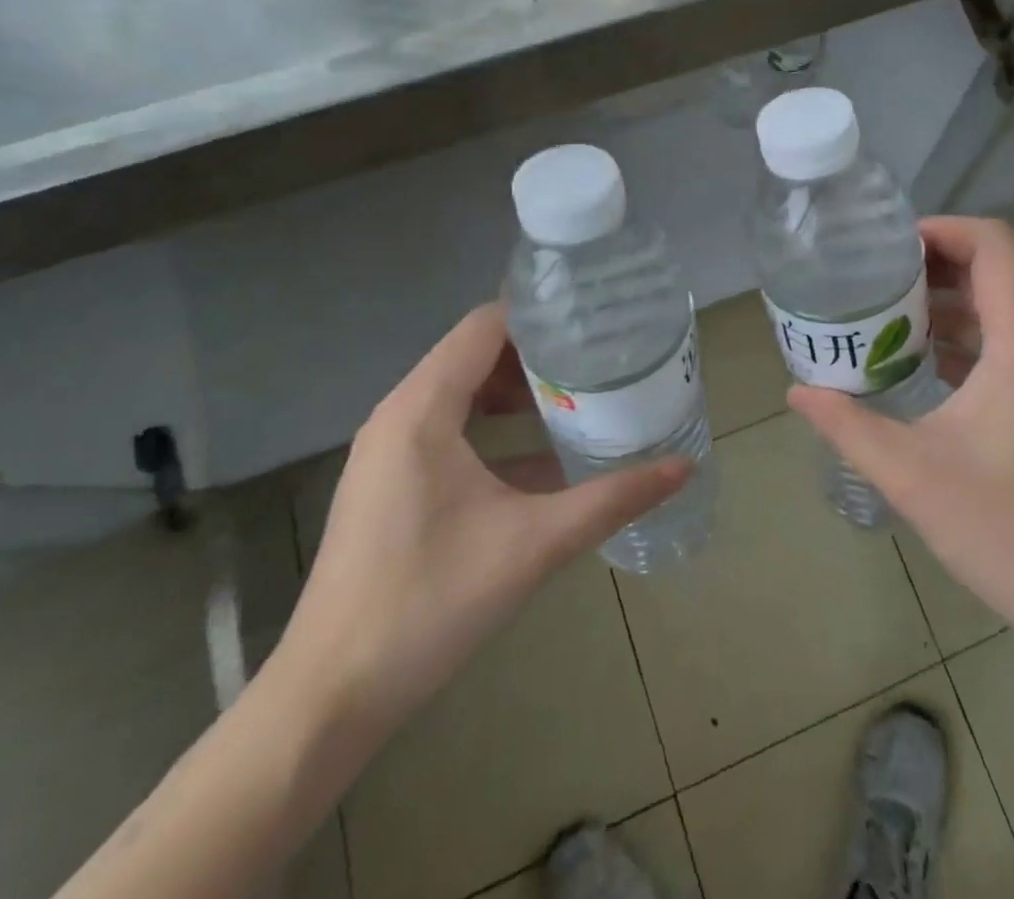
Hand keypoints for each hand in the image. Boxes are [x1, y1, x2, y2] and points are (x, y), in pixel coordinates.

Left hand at [273, 304, 690, 738]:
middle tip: (601, 357)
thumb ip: (613, 498)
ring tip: (582, 395)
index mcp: (423, 409)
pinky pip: (452, 429)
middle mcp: (400, 415)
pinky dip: (497, 427)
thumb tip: (684, 466)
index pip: (485, 325)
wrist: (330, 698)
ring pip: (464, 392)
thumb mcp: (534, 543)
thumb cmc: (429, 603)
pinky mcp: (393, 482)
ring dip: (519, 391)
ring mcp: (391, 450)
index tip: (596, 318)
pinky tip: (546, 455)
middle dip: (539, 353)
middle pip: (476, 353)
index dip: (541, 315)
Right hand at [789, 216, 1013, 664]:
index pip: (995, 245)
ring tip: (888, 314)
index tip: (889, 246)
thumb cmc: (1005, 530)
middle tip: (876, 277)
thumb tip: (796, 392)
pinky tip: (921, 362)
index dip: (943, 229)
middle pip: (997, 269)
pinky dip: (965, 336)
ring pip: (1003, 307)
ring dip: (949, 301)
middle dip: (936, 262)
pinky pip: (1008, 344)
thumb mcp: (910, 474)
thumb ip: (848, 425)